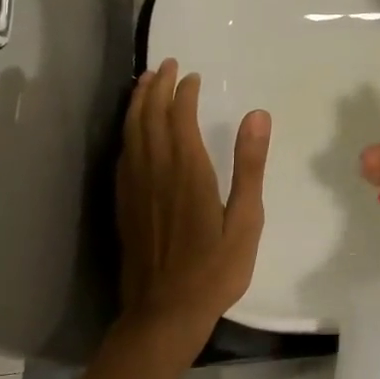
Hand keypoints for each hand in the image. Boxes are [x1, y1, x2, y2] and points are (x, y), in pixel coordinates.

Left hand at [117, 58, 270, 350]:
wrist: (164, 313)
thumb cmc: (215, 269)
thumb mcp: (246, 220)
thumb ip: (249, 166)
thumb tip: (257, 115)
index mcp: (188, 171)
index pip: (179, 118)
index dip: (183, 93)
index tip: (191, 75)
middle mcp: (156, 172)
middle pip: (149, 117)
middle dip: (156, 87)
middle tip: (165, 66)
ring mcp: (135, 189)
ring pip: (131, 133)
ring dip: (137, 104)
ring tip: (144, 83)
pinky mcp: (124, 205)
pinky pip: (122, 156)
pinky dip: (127, 132)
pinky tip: (132, 132)